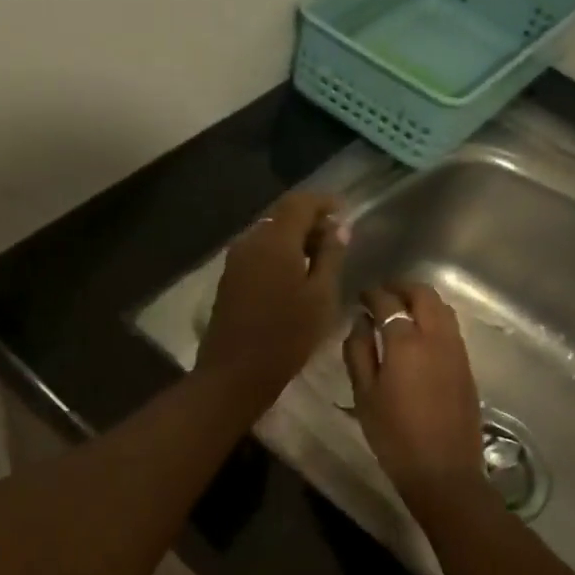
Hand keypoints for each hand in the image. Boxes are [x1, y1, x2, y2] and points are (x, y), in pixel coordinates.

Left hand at [197, 191, 345, 403]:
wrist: (235, 372)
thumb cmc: (287, 335)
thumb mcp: (321, 296)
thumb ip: (331, 256)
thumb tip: (338, 227)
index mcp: (275, 240)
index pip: (299, 202)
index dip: (323, 202)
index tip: (344, 211)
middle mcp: (251, 241)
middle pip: (282, 216)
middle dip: (310, 221)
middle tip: (336, 239)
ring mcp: (236, 259)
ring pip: (269, 234)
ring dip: (294, 238)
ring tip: (320, 259)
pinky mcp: (230, 277)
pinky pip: (258, 251)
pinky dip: (279, 253)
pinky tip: (296, 274)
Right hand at [343, 282, 486, 503]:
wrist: (443, 471)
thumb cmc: (394, 435)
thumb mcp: (364, 395)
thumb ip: (358, 352)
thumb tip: (361, 322)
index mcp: (406, 342)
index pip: (388, 302)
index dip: (372, 294)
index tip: (361, 297)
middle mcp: (436, 337)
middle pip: (424, 294)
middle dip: (402, 287)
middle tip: (383, 294)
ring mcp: (456, 350)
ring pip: (442, 308)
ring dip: (421, 301)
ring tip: (401, 311)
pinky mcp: (467, 366)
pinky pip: (451, 328)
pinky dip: (434, 318)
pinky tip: (419, 335)